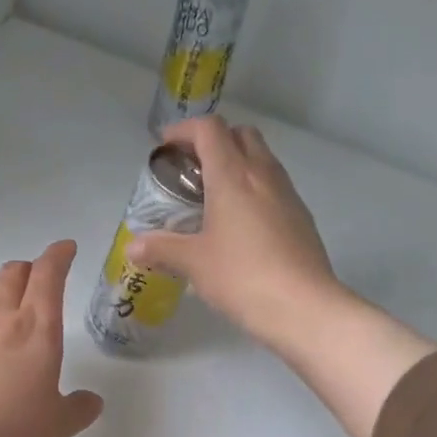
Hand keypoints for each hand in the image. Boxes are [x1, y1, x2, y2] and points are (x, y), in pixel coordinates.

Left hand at [0, 240, 103, 436]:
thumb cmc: (12, 430)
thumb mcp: (57, 426)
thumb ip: (78, 410)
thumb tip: (92, 401)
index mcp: (38, 330)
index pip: (49, 276)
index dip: (58, 256)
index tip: (66, 248)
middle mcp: (2, 320)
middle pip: (14, 273)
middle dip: (30, 268)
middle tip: (40, 279)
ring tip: (6, 301)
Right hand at [130, 116, 436, 436]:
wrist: (303, 306)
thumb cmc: (242, 276)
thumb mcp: (193, 263)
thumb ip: (161, 249)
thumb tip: (133, 247)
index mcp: (233, 174)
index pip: (209, 129)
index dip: (184, 130)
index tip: (165, 146)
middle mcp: (264, 174)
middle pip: (241, 135)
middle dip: (214, 141)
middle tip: (191, 169)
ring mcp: (288, 194)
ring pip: (262, 159)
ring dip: (237, 164)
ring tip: (214, 197)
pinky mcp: (302, 217)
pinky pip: (274, 187)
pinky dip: (254, 190)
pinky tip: (241, 225)